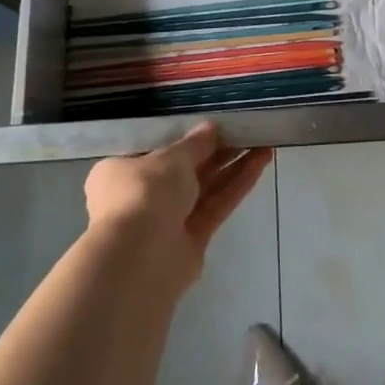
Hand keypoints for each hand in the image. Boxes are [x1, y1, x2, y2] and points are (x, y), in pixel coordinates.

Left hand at [84, 125, 271, 293]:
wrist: (139, 257)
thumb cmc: (143, 193)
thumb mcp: (170, 158)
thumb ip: (195, 144)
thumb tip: (212, 128)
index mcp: (120, 172)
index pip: (154, 150)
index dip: (185, 138)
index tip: (212, 126)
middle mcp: (140, 196)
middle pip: (185, 170)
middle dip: (216, 151)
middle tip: (246, 131)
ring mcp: (167, 220)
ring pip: (205, 188)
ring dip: (233, 166)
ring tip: (264, 143)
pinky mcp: (191, 240)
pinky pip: (216, 206)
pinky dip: (236, 186)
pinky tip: (261, 163)